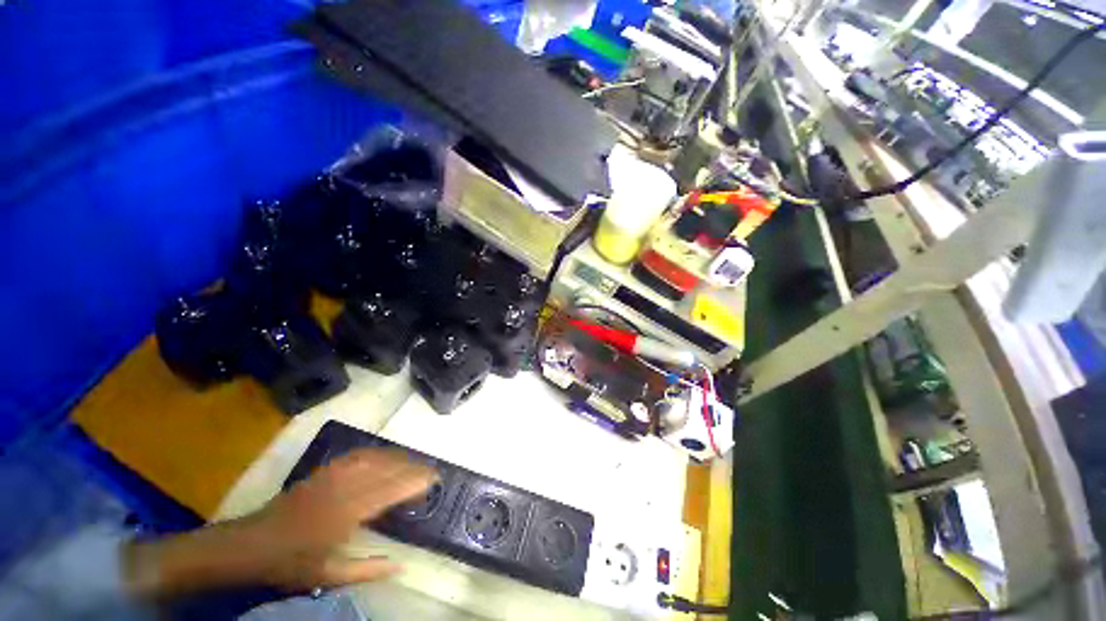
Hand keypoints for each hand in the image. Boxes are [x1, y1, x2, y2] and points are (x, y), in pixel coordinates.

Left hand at [246, 447, 436, 588]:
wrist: (251, 543)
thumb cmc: (292, 563)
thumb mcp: (330, 575)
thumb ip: (368, 571)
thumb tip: (402, 566)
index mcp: (348, 512)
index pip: (392, 489)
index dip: (416, 481)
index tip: (434, 480)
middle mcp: (345, 487)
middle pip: (388, 469)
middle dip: (413, 468)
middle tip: (431, 471)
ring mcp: (334, 474)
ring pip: (376, 458)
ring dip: (399, 458)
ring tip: (415, 463)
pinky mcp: (326, 470)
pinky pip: (359, 454)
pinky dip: (379, 453)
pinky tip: (386, 456)